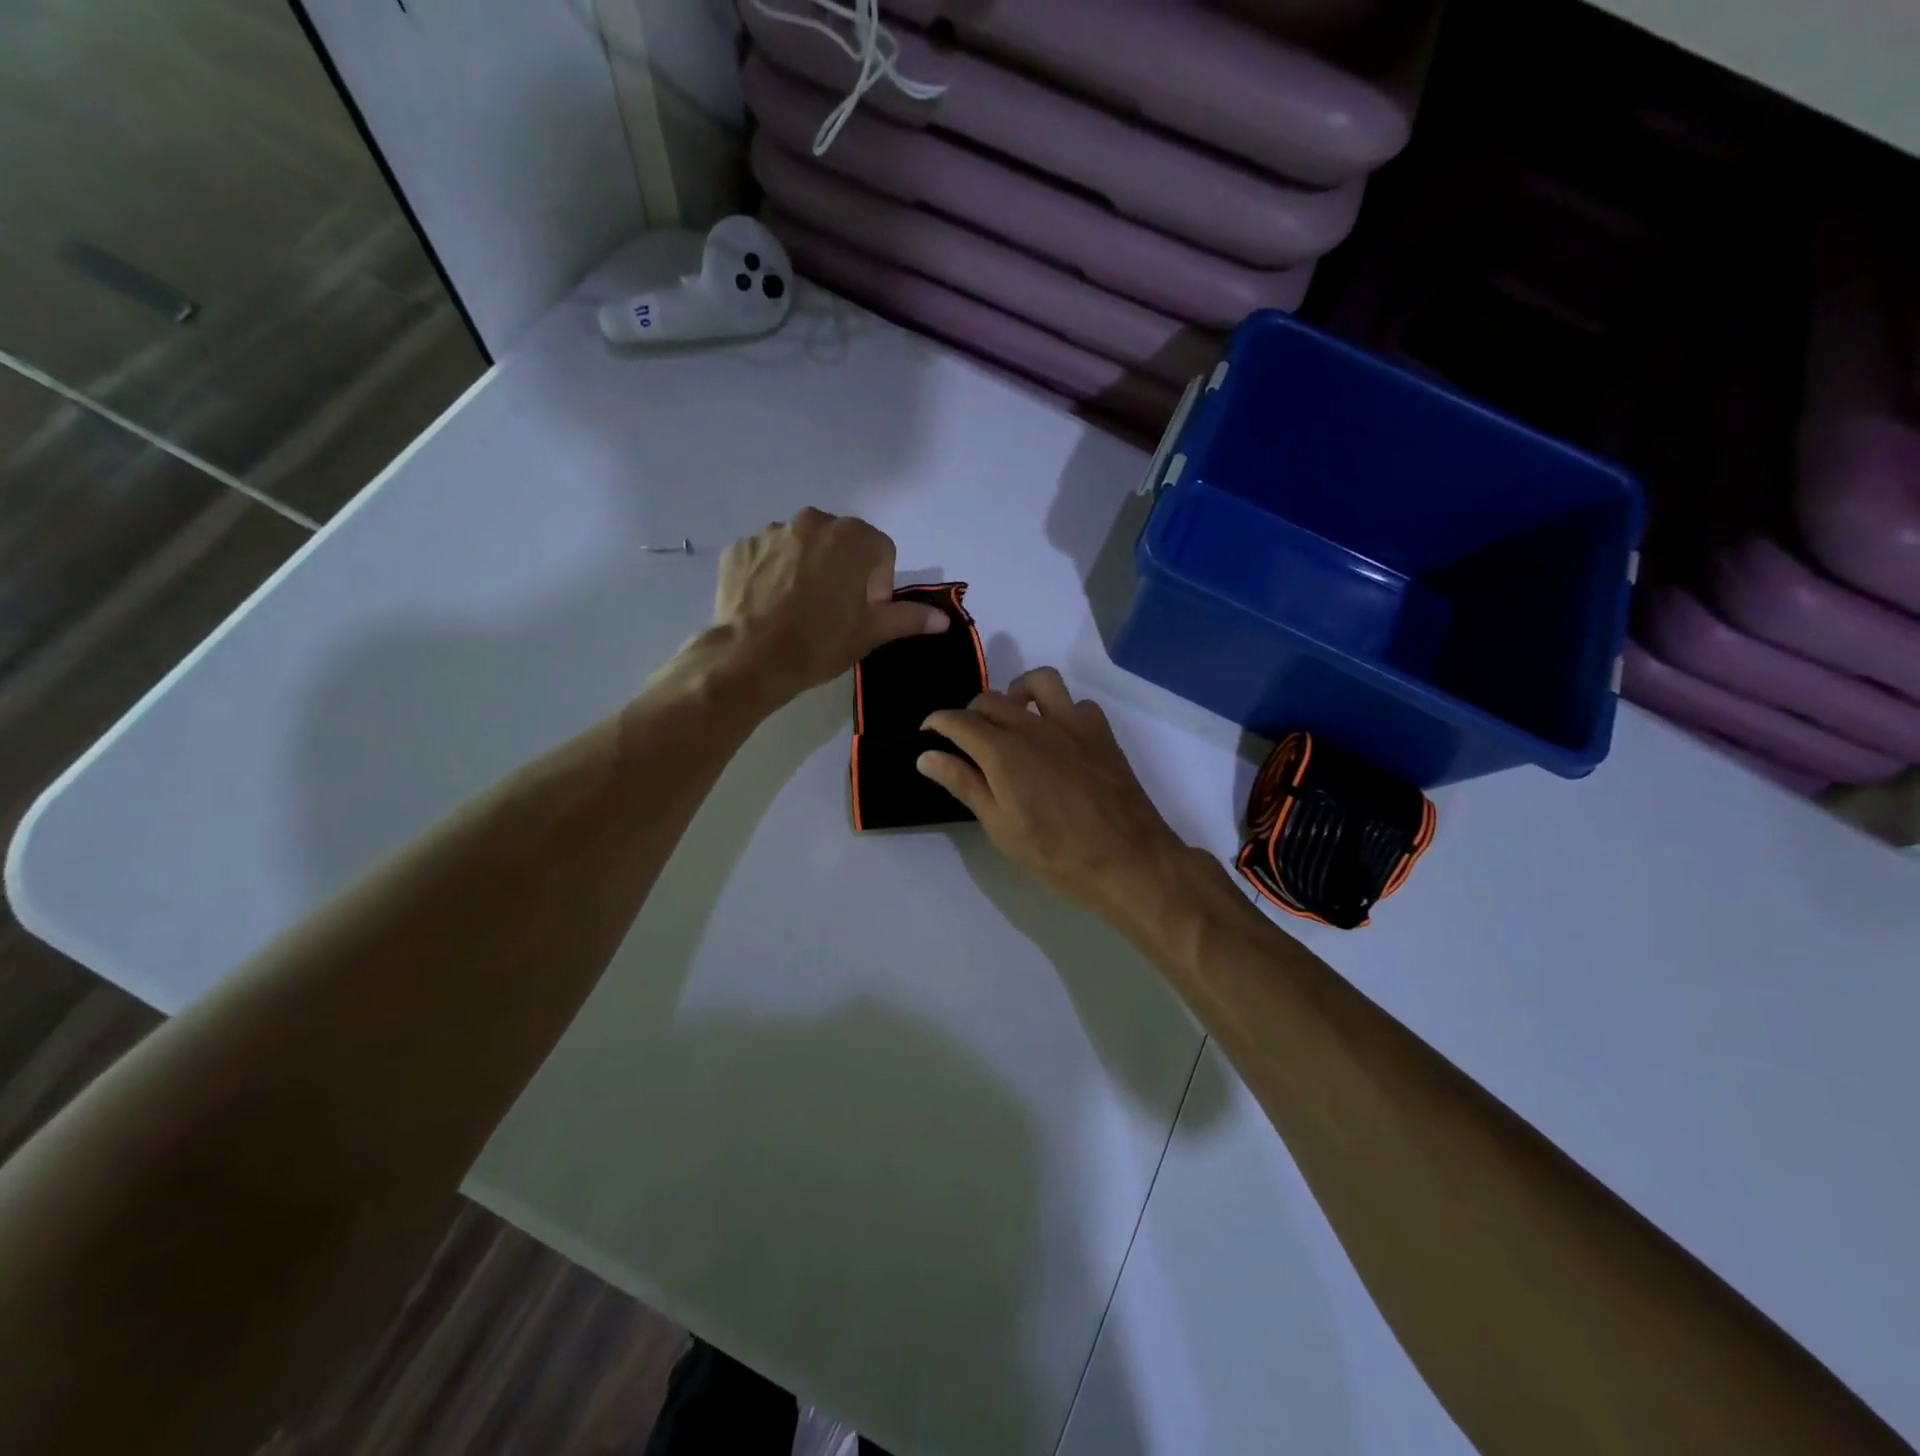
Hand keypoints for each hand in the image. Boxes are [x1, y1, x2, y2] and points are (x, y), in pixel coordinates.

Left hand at [712, 509, 947, 705]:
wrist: (750, 658)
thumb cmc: (820, 643)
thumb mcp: (871, 633)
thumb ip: (908, 618)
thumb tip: (943, 619)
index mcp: (852, 537)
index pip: (881, 552)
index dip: (879, 584)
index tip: (865, 613)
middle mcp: (812, 521)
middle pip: (840, 543)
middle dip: (843, 570)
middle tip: (833, 611)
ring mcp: (771, 532)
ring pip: (802, 546)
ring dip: (807, 568)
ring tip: (798, 609)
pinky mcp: (739, 547)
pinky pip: (767, 556)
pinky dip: (772, 573)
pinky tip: (769, 605)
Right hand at [919, 668, 1195, 925]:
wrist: (1127, 860)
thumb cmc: (1056, 854)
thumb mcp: (1001, 827)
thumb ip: (964, 784)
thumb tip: (926, 756)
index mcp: (1003, 752)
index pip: (959, 721)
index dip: (937, 723)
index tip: (928, 734)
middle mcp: (1034, 726)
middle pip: (991, 699)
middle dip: (970, 713)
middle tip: (967, 740)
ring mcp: (1072, 724)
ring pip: (1038, 682)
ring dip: (1017, 692)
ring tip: (1012, 717)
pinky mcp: (1101, 732)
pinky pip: (1077, 703)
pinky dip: (1060, 710)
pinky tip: (1057, 736)